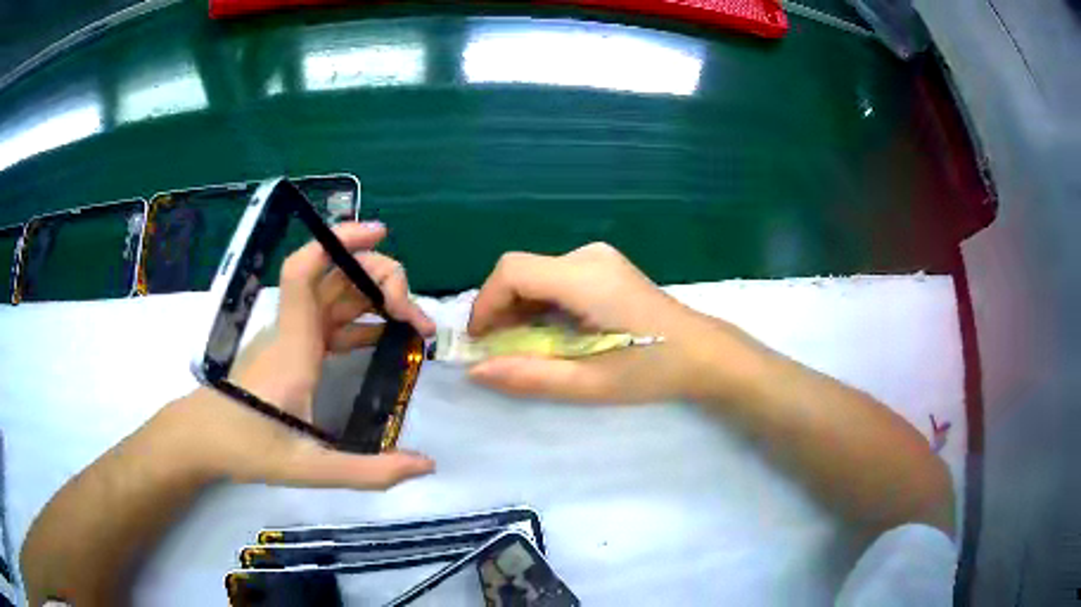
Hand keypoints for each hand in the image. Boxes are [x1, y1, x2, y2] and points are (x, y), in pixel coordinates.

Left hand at [177, 222, 435, 488]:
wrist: (204, 439)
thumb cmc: (247, 447)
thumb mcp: (310, 468)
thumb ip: (369, 472)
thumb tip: (427, 465)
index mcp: (294, 347)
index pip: (306, 273)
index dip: (339, 241)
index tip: (379, 232)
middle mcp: (294, 331)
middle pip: (334, 277)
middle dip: (381, 279)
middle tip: (417, 319)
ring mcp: (293, 338)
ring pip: (336, 297)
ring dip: (376, 300)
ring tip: (414, 327)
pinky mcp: (294, 350)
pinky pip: (332, 322)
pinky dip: (361, 321)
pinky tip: (385, 339)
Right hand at [467, 243, 765, 402]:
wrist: (704, 354)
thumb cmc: (653, 369)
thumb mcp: (590, 383)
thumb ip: (530, 376)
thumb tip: (476, 371)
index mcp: (585, 278)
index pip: (512, 271)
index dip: (486, 303)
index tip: (481, 341)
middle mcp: (589, 256)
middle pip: (521, 270)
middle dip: (501, 309)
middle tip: (501, 350)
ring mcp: (600, 258)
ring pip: (537, 273)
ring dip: (520, 307)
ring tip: (525, 346)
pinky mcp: (605, 266)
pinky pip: (556, 277)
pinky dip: (541, 303)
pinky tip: (552, 332)